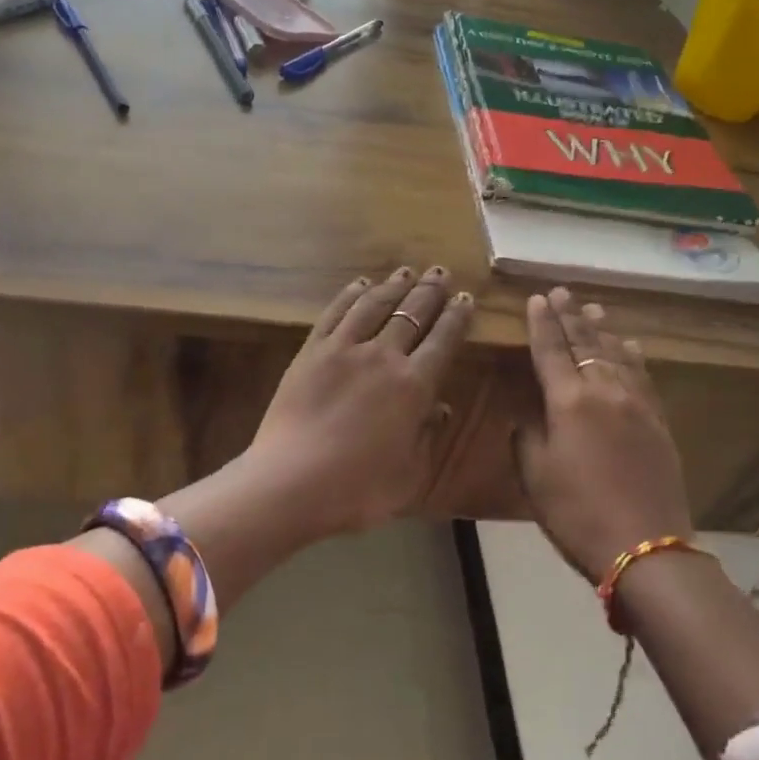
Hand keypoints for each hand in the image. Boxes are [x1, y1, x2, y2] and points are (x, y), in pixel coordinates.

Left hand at [246, 266, 473, 533]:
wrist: (291, 481)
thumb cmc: (357, 489)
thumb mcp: (409, 474)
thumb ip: (428, 437)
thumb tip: (440, 407)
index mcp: (414, 386)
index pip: (443, 341)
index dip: (457, 317)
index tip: (466, 298)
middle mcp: (383, 357)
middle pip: (412, 314)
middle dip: (430, 291)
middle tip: (441, 272)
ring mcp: (343, 349)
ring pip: (374, 305)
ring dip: (393, 285)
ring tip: (406, 271)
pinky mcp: (311, 351)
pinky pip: (335, 313)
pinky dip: (350, 295)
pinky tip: (360, 284)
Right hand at [516, 287, 692, 580]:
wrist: (645, 546)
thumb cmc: (576, 512)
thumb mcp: (535, 475)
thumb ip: (527, 436)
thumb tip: (528, 413)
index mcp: (568, 402)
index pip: (550, 350)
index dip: (541, 323)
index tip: (537, 298)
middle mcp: (604, 391)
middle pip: (585, 344)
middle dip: (570, 316)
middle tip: (562, 292)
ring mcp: (636, 404)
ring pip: (616, 354)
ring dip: (601, 330)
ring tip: (592, 309)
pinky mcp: (658, 422)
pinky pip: (643, 377)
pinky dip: (632, 357)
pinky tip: (630, 346)